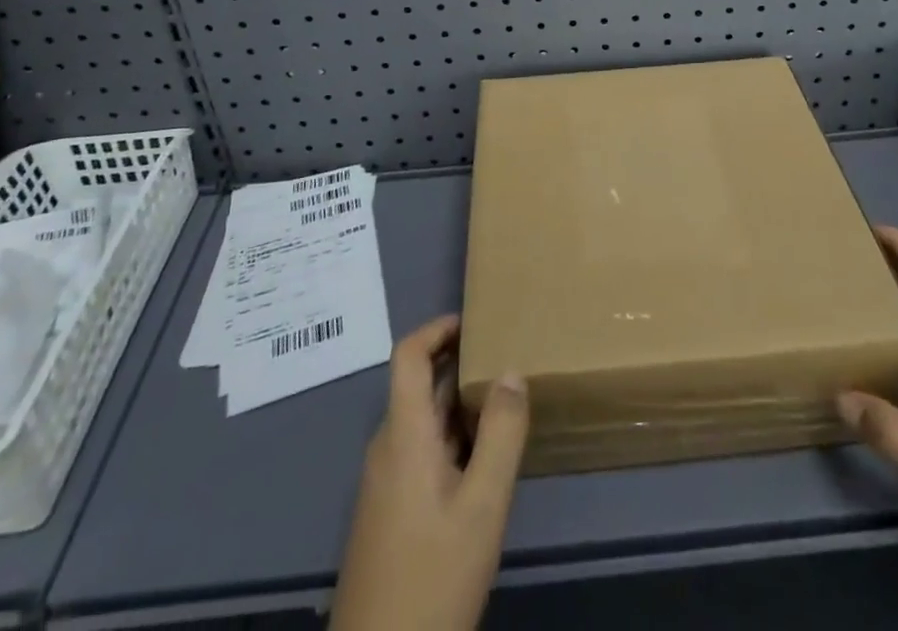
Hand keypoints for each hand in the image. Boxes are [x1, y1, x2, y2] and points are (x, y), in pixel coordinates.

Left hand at [329, 315, 528, 630]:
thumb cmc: (432, 576)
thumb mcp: (482, 505)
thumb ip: (501, 434)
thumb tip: (512, 370)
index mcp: (403, 434)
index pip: (408, 354)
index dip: (437, 328)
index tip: (476, 321)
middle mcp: (387, 447)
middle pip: (419, 386)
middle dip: (460, 364)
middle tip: (507, 357)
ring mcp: (385, 481)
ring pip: (423, 421)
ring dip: (459, 403)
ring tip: (505, 404)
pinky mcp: (389, 511)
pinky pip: (420, 451)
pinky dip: (452, 437)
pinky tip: (483, 461)